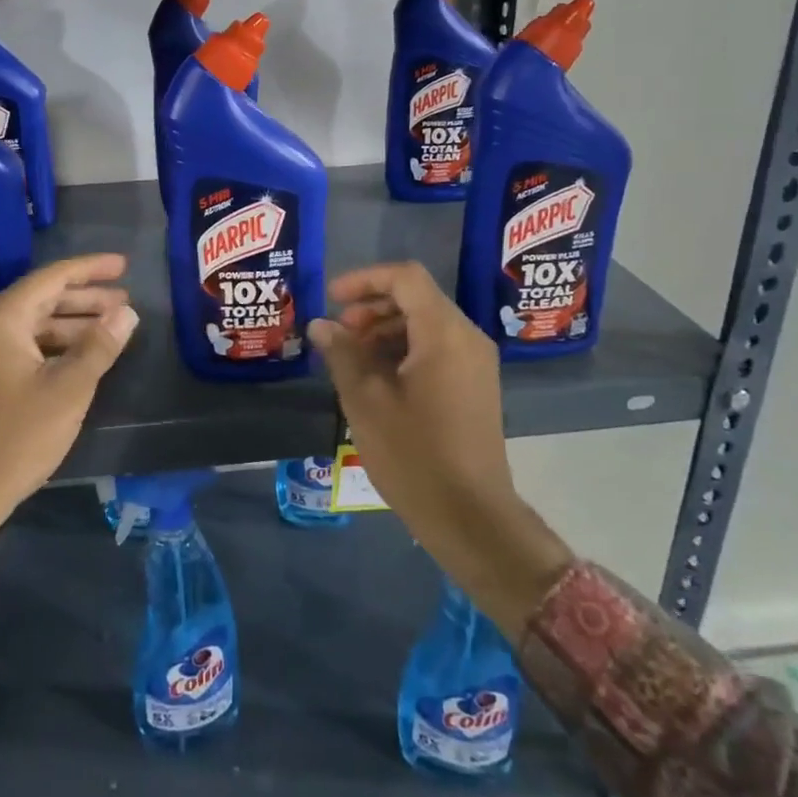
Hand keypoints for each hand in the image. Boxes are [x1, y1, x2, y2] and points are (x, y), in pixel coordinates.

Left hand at [0, 254, 138, 551]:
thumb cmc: (15, 437)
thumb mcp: (67, 390)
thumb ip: (99, 346)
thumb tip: (126, 313)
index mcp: (1, 319)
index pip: (52, 277)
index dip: (91, 269)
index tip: (124, 265)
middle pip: (42, 299)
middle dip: (86, 298)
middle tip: (125, 300)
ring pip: (33, 325)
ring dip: (72, 324)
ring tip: (111, 327)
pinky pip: (22, 346)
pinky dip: (53, 346)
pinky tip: (81, 356)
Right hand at [309, 262, 570, 638]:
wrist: (471, 518)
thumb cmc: (414, 455)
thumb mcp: (366, 401)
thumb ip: (342, 354)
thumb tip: (322, 325)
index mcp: (444, 333)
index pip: (405, 278)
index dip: (364, 279)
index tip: (331, 298)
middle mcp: (467, 338)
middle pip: (417, 297)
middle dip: (372, 306)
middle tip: (339, 332)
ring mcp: (476, 363)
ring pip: (426, 322)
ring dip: (386, 328)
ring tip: (352, 356)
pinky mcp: (475, 385)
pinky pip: (437, 347)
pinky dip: (404, 349)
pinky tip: (377, 377)